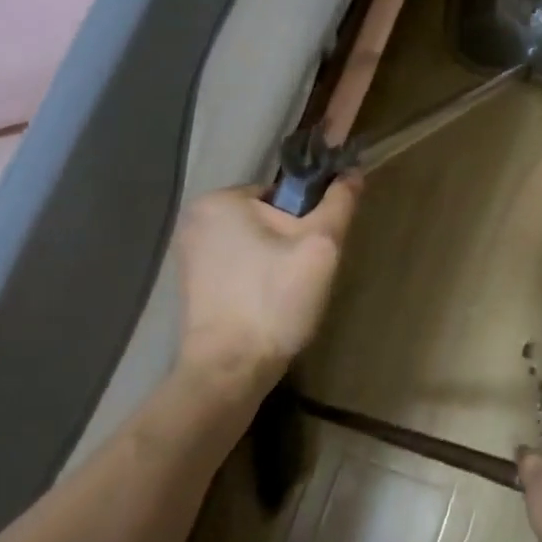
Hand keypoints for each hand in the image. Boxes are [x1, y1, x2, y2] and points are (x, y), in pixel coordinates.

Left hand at [174, 178, 361, 393]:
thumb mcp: (320, 247)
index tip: (314, 252)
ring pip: (253, 243)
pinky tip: (265, 305)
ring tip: (285, 295)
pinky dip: (254, 278)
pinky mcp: (190, 283)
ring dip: (274, 261)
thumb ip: (338, 204)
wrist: (231, 369)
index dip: (307, 220)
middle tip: (302, 277)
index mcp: (220, 199)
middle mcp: (195, 219)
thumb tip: (353, 172)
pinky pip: (237, 266)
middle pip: (266, 217)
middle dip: (289, 242)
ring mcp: (188, 253)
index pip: (281, 193)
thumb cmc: (274, 301)